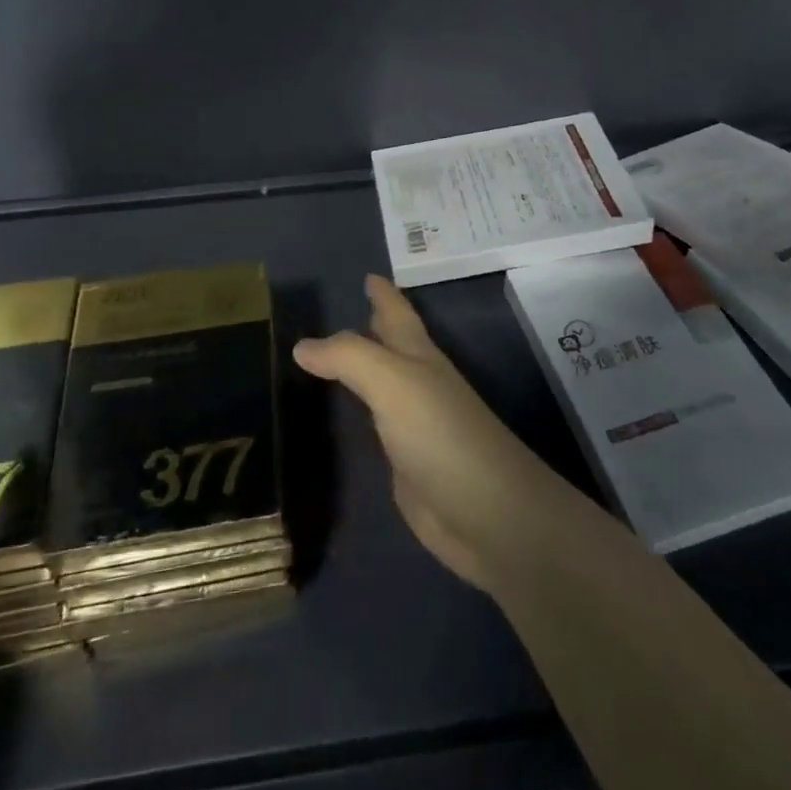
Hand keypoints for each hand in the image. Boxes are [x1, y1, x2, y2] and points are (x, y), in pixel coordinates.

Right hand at [293, 275, 574, 591]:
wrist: (488, 515)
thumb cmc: (441, 434)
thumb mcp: (393, 382)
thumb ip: (348, 358)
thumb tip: (302, 345)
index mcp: (419, 357)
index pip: (398, 314)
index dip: (384, 294)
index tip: (369, 274)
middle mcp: (419, 385)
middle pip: (394, 346)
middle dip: (375, 325)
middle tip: (348, 309)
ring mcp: (415, 427)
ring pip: (384, 386)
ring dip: (363, 370)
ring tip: (331, 360)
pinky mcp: (407, 467)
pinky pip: (376, 429)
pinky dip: (360, 416)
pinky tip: (345, 421)